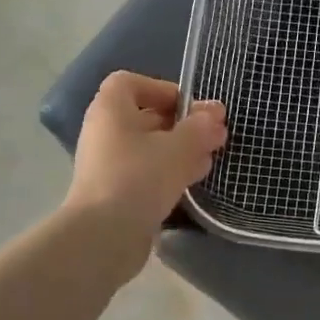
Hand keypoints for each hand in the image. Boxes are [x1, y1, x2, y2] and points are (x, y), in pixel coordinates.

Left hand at [65, 72, 226, 252]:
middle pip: (145, 117)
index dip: (161, 89)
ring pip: (149, 148)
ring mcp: (108, 165)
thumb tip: (215, 112)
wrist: (104, 236)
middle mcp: (105, 133)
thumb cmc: (139, 177)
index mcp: (110, 110)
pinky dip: (169, 173)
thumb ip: (200, 127)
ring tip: (210, 159)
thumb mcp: (178, 147)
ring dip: (180, 150)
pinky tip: (194, 182)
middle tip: (213, 136)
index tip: (190, 107)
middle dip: (182, 124)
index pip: (130, 83)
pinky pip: (146, 173)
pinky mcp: (116, 193)